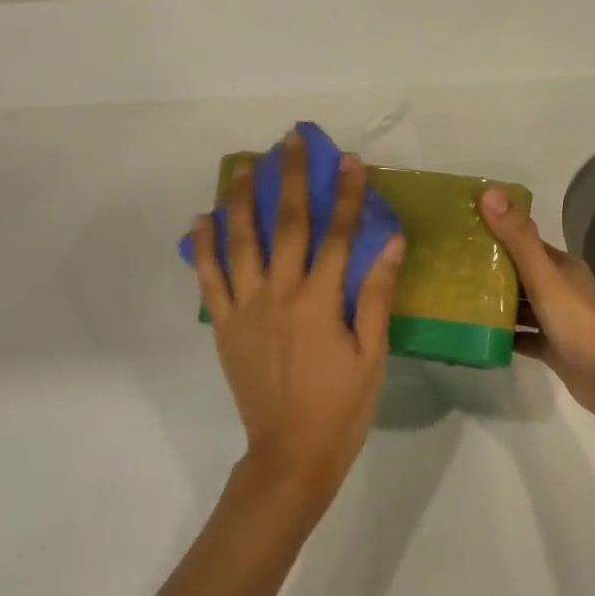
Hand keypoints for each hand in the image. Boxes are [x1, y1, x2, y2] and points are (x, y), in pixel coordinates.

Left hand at [188, 132, 405, 508]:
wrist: (290, 454)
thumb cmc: (341, 407)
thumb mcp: (373, 355)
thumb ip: (377, 295)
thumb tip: (392, 242)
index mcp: (319, 301)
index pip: (337, 234)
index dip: (345, 194)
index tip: (349, 159)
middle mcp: (279, 294)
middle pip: (286, 225)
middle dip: (290, 178)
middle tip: (290, 140)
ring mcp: (245, 308)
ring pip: (241, 241)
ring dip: (243, 199)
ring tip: (244, 164)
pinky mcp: (224, 325)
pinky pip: (209, 279)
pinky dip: (203, 247)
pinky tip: (202, 219)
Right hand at [479, 187, 594, 421]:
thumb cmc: (577, 322)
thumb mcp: (544, 277)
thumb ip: (518, 238)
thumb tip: (489, 192)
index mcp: (562, 266)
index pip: (525, 241)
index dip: (497, 232)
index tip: (463, 229)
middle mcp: (560, 287)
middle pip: (520, 272)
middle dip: (490, 268)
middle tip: (451, 265)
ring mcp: (556, 318)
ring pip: (520, 304)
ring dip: (495, 301)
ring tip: (457, 297)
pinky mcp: (551, 346)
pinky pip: (521, 334)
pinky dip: (503, 333)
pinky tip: (476, 332)